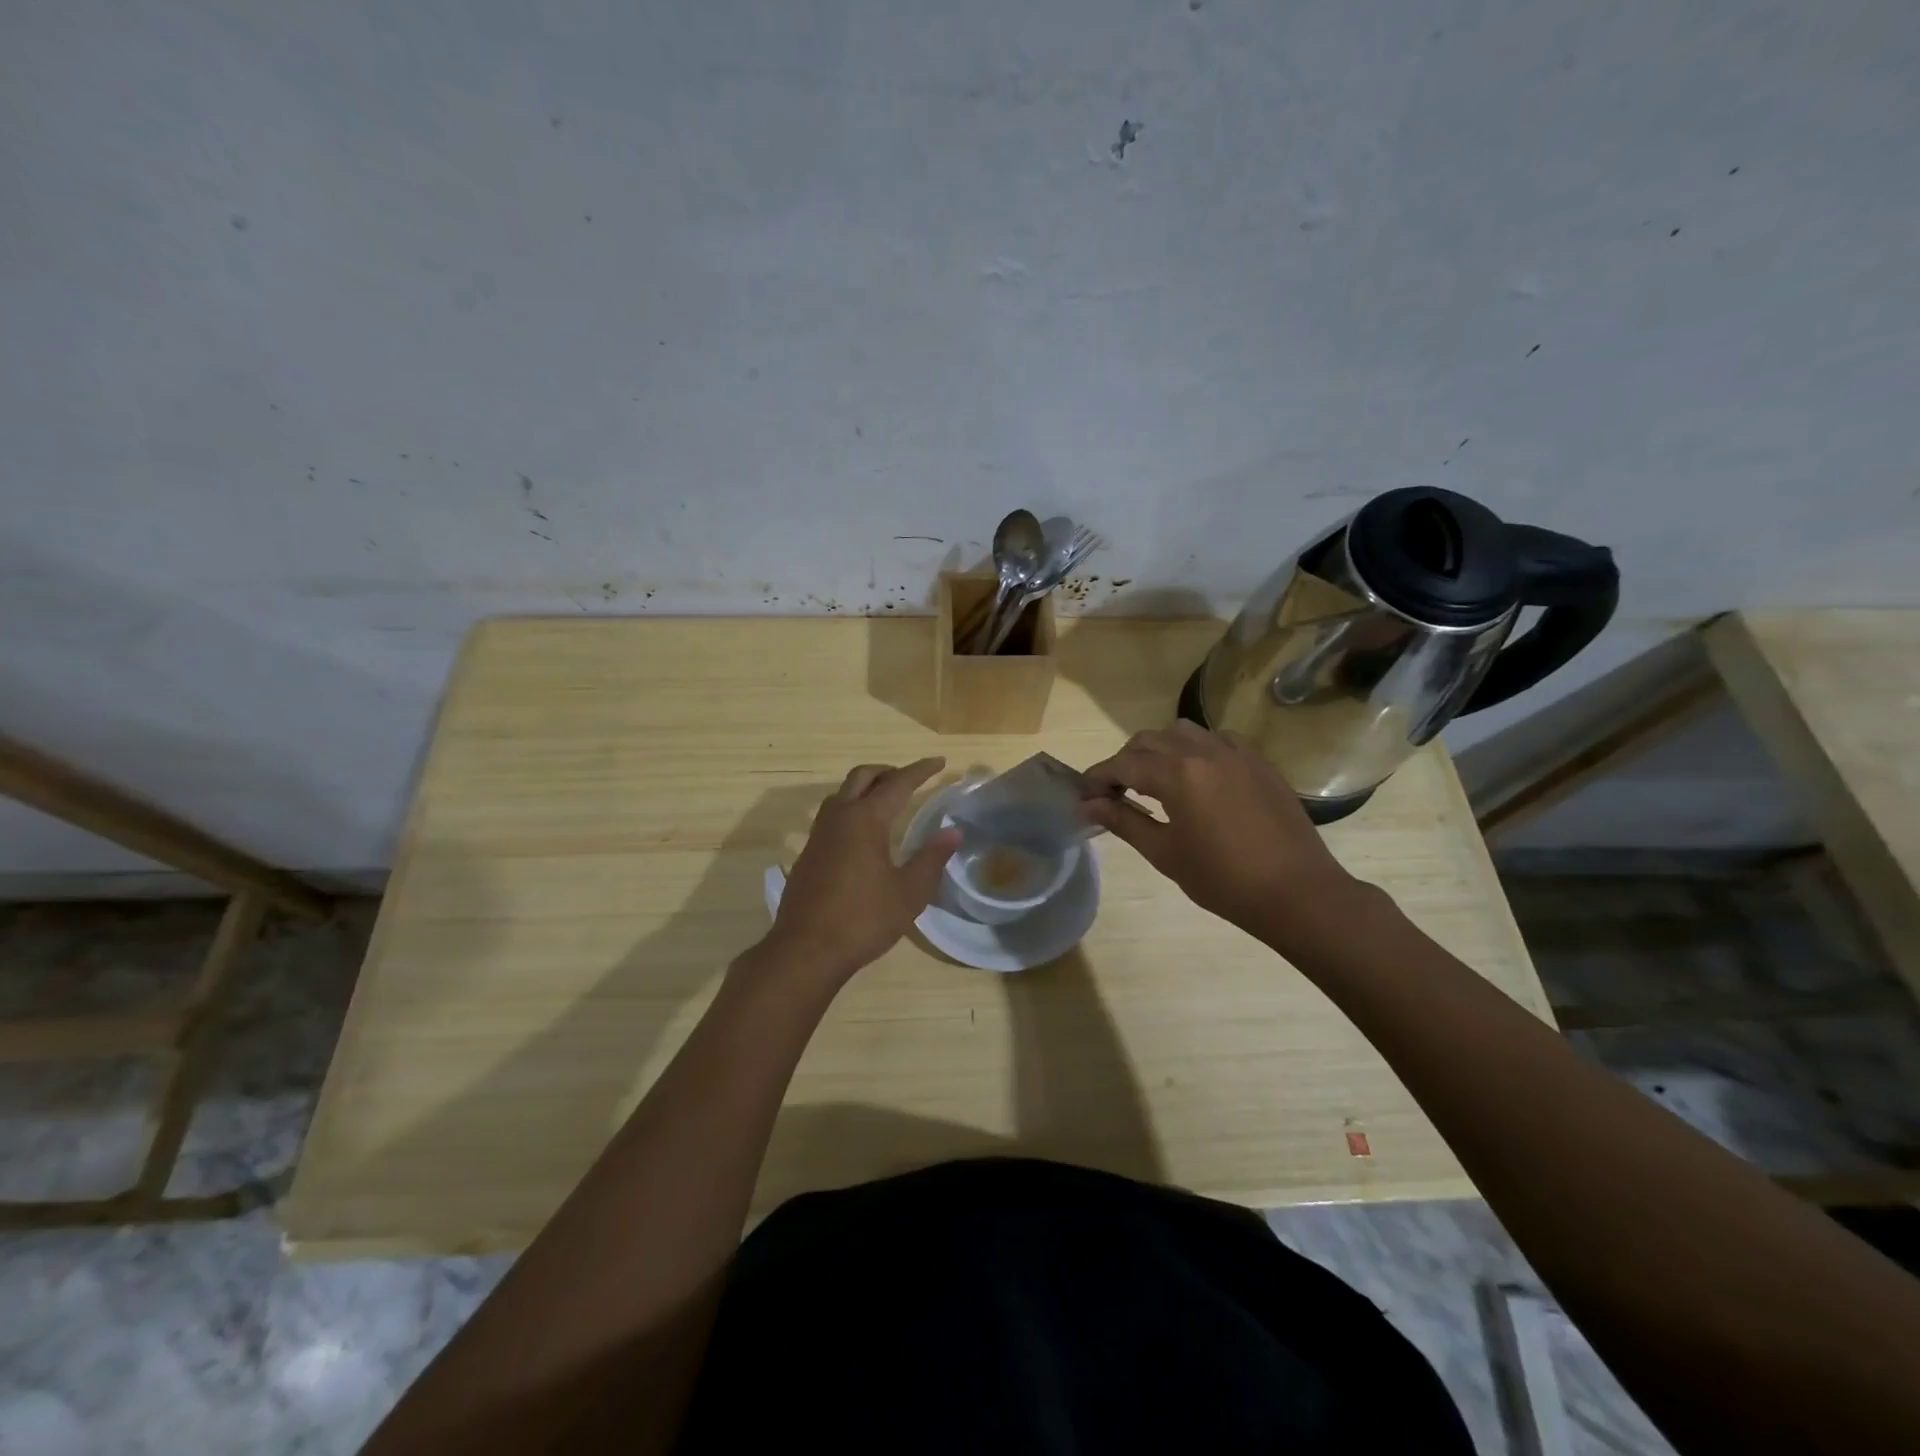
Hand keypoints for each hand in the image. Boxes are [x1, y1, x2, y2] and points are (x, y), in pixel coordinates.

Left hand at [758, 758, 960, 985]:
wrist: (805, 950)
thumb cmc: (863, 919)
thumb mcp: (909, 892)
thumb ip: (932, 858)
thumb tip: (953, 831)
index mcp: (866, 819)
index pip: (898, 783)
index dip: (920, 771)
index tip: (939, 762)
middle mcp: (839, 817)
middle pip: (862, 777)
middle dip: (888, 771)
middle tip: (910, 779)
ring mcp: (818, 835)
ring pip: (842, 794)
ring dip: (865, 788)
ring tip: (886, 801)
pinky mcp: (808, 854)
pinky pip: (832, 816)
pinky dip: (851, 809)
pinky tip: (862, 835)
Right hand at [1081, 723, 1364, 945]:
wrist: (1297, 892)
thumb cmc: (1224, 880)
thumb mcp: (1165, 853)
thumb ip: (1124, 822)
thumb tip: (1087, 805)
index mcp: (1176, 774)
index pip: (1122, 765)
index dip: (1098, 777)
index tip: (1084, 795)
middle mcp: (1202, 751)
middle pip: (1148, 740)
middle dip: (1125, 762)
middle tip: (1116, 793)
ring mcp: (1234, 751)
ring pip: (1182, 732)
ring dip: (1159, 750)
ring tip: (1155, 782)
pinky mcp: (1257, 761)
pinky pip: (1215, 739)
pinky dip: (1194, 750)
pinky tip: (1197, 778)